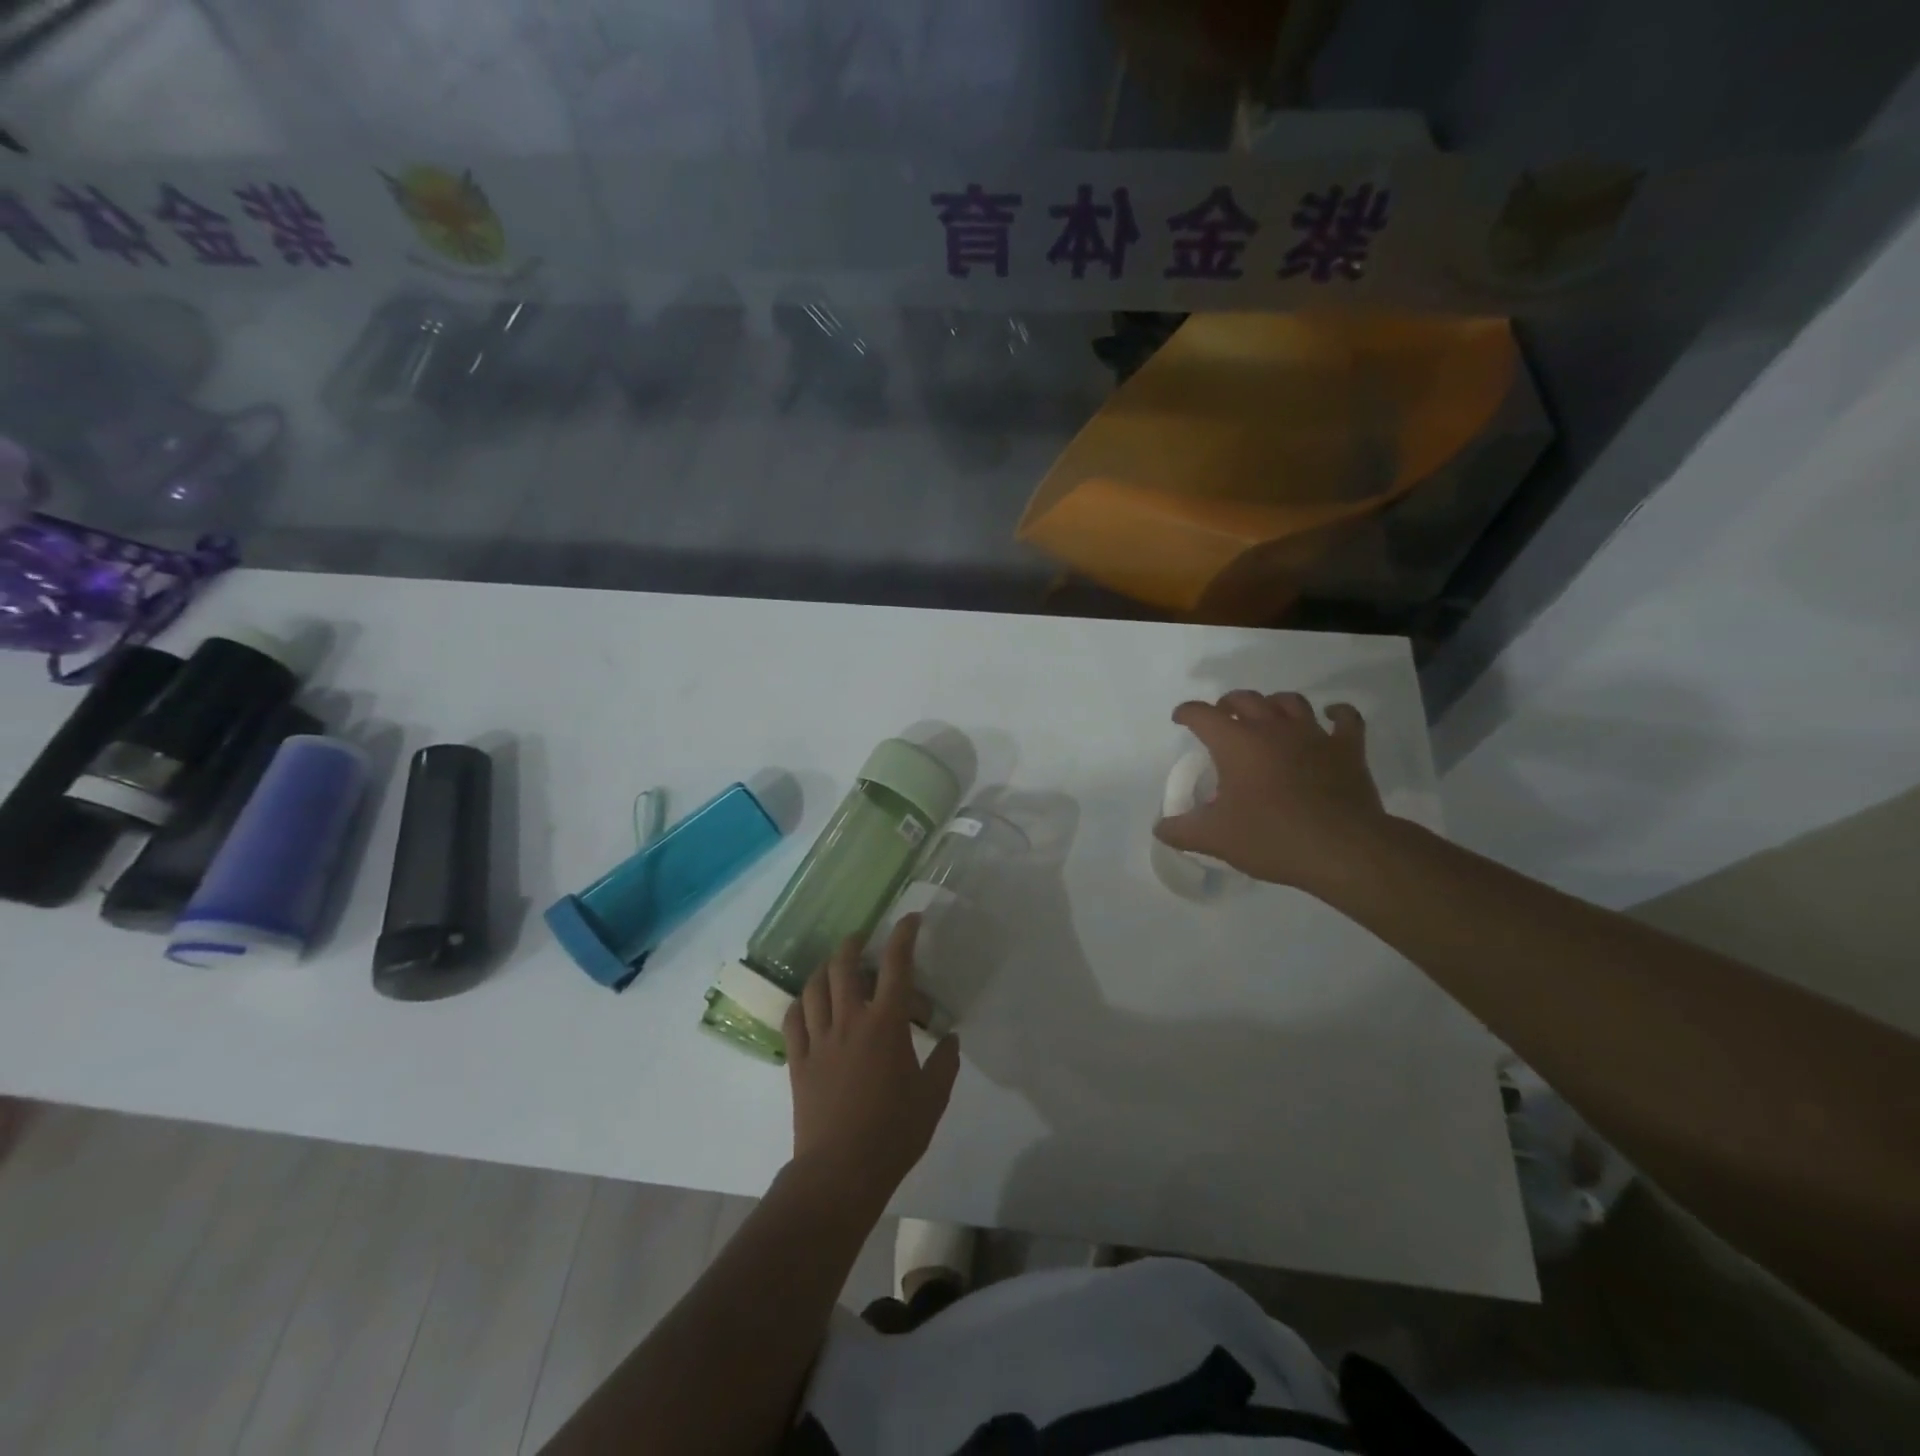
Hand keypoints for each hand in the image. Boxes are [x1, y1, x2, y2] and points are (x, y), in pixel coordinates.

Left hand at [784, 915, 960, 1212]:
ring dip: (825, 968)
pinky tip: (808, 1003)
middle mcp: (850, 1020)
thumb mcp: (933, 1098)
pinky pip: (793, 1019)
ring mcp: (819, 1039)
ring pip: (815, 987)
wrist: (840, 1172)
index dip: (903, 936)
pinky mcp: (798, 1060)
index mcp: (886, 1024)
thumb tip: (950, 1037)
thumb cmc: (893, 1133)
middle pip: (844, 965)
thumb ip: (945, 1063)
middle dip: (854, 944)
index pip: (896, 966)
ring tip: (834, 966)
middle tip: (862, 940)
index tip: (910, 919)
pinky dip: (800, 1003)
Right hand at [1153, 690, 1387, 891]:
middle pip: (1245, 699)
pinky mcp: (1347, 749)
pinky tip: (1330, 716)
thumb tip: (1160, 828)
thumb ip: (1182, 831)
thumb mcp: (1215, 838)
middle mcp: (1272, 728)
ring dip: (1273, 703)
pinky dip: (1336, 714)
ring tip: (1266, 716)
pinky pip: (1345, 719)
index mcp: (1236, 742)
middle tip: (1221, 717)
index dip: (1187, 713)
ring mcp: (1313, 734)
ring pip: (1290, 702)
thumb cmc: (1271, 837)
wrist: (1341, 849)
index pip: (1202, 715)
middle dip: (1228, 703)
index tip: (1180, 719)